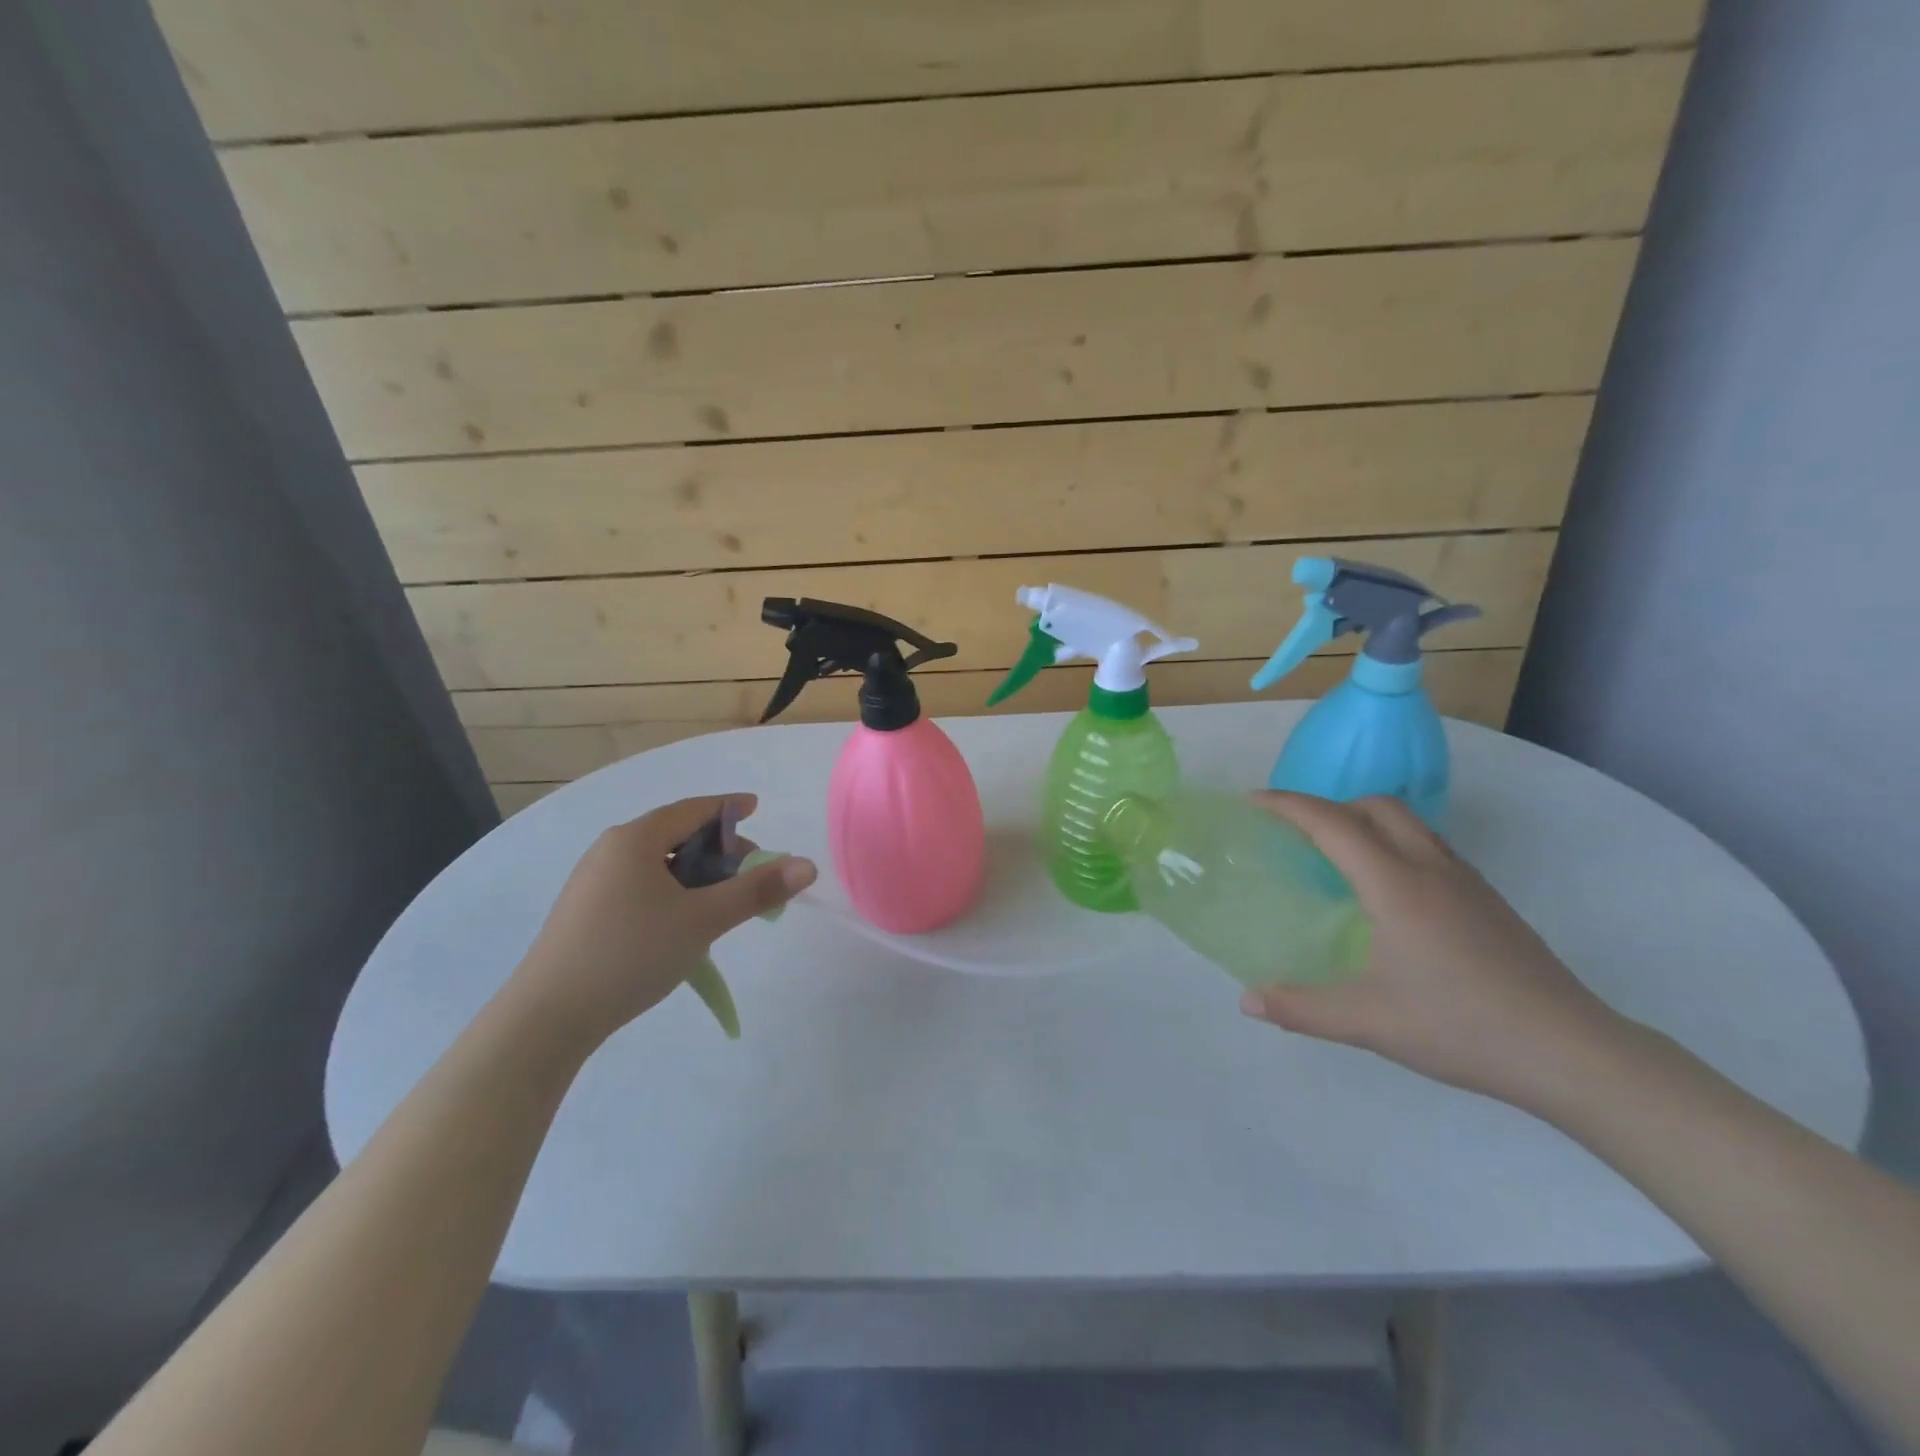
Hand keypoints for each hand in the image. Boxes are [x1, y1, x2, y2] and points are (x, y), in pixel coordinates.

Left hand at [506, 794, 816, 1046]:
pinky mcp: (585, 912)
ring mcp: (593, 882)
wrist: (547, 1018)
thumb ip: (756, 891)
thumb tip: (808, 865)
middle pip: (675, 835)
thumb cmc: (631, 954)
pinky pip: (640, 885)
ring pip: (658, 864)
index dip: (729, 807)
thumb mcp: (703, 920)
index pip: (693, 809)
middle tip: (751, 874)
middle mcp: (611, 850)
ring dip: (696, 875)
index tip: (757, 808)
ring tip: (721, 903)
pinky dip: (672, 892)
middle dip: (718, 849)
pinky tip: (683, 923)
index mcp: (635, 839)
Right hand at [1239, 792, 1625, 1110]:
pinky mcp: (1488, 901)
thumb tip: (1247, 1001)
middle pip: (1376, 806)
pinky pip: (1430, 846)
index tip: (1253, 801)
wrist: (1571, 1052)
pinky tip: (1388, 892)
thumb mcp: (1368, 1023)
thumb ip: (1301, 1008)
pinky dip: (1394, 843)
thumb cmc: (1461, 1027)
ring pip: (1410, 822)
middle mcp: (1431, 868)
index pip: (1333, 823)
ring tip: (1337, 854)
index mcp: (1396, 886)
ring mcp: (1466, 882)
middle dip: (1329, 805)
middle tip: (1296, 831)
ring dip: (1366, 820)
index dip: (1288, 805)